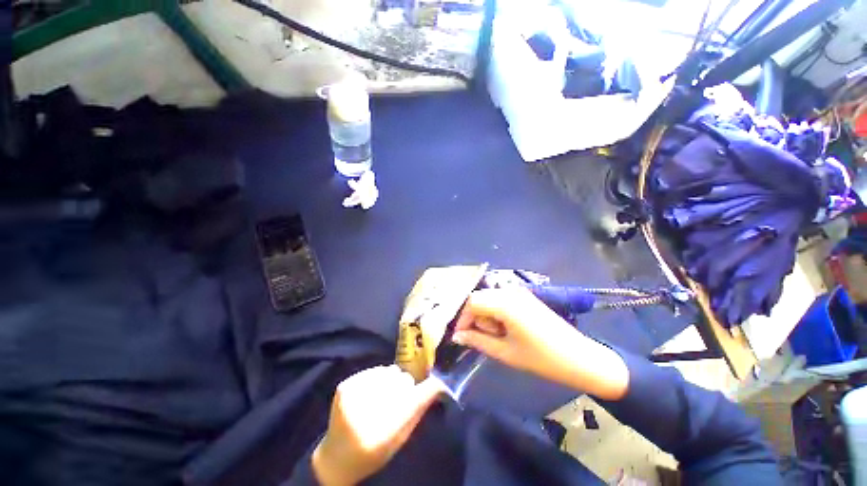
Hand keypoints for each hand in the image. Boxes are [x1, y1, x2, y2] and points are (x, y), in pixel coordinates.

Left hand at [312, 365, 442, 484]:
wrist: (337, 457)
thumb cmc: (374, 452)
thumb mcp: (400, 439)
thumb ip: (418, 411)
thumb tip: (438, 385)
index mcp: (383, 433)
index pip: (415, 398)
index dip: (428, 388)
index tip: (437, 383)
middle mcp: (366, 411)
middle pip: (403, 379)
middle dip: (405, 386)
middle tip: (399, 398)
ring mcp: (352, 395)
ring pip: (389, 371)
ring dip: (391, 380)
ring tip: (383, 395)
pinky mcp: (345, 385)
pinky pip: (374, 370)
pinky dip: (377, 378)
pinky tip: (371, 392)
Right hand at [452, 288, 628, 399]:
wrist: (580, 358)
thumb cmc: (541, 358)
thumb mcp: (504, 352)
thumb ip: (477, 340)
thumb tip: (457, 336)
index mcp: (505, 303)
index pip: (472, 302)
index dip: (462, 318)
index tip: (460, 336)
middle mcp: (510, 292)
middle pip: (480, 298)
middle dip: (474, 317)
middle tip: (481, 338)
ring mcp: (519, 292)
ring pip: (489, 299)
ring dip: (486, 315)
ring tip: (497, 336)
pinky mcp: (526, 297)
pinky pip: (501, 300)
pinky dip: (496, 313)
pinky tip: (505, 329)